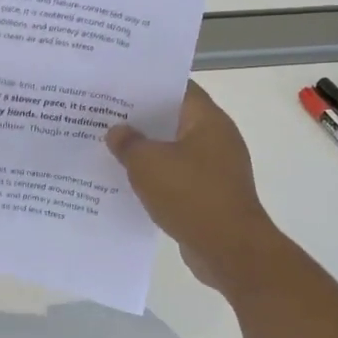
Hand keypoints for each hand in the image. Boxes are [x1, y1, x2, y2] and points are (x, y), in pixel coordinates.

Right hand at [106, 82, 280, 295]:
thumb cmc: (191, 195)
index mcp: (207, 119)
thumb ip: (128, 143)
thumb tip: (117, 131)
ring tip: (111, 149)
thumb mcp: (147, 164)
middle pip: (174, 119)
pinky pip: (179, 177)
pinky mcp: (212, 195)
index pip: (176, 88)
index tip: (117, 87)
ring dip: (148, 151)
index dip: (147, 85)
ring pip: (174, 150)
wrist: (231, 252)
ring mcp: (217, 168)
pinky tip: (130, 183)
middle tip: (105, 117)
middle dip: (141, 119)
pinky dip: (157, 178)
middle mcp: (217, 138)